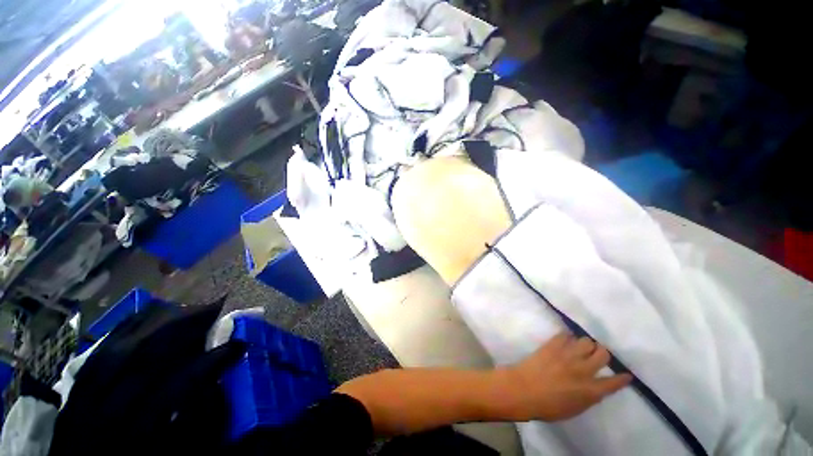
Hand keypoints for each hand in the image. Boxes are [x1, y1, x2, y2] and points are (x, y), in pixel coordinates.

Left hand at [494, 333, 631, 421]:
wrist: (523, 390)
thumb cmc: (548, 406)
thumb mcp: (575, 409)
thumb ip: (589, 397)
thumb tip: (595, 388)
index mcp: (591, 390)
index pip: (614, 382)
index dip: (622, 378)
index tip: (626, 374)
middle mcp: (583, 370)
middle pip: (603, 353)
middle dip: (602, 353)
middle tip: (596, 355)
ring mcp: (567, 355)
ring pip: (586, 340)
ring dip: (585, 344)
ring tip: (579, 347)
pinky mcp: (553, 345)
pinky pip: (565, 334)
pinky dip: (567, 337)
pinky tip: (565, 341)